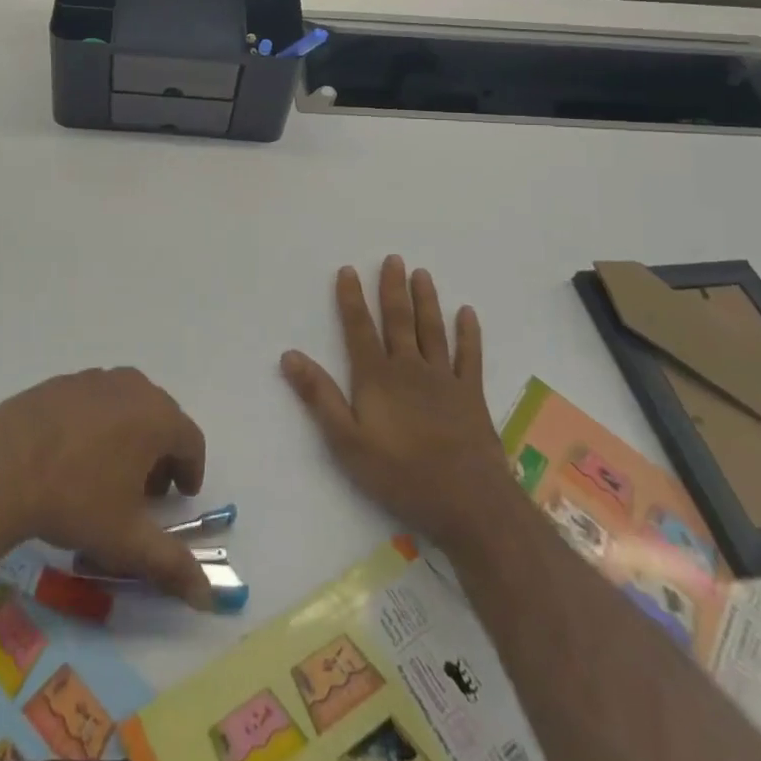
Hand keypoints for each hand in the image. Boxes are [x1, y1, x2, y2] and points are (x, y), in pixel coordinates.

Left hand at [0, 368, 213, 609]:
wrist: (2, 468)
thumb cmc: (75, 500)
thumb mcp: (126, 540)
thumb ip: (172, 565)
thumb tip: (208, 596)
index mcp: (156, 417)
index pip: (191, 440)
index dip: (190, 470)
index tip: (178, 496)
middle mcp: (131, 387)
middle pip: (161, 418)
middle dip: (161, 453)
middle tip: (145, 492)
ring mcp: (94, 379)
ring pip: (127, 405)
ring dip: (130, 436)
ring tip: (109, 474)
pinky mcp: (62, 382)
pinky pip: (94, 401)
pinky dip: (98, 424)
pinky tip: (74, 456)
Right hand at [281, 256, 506, 544]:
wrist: (469, 502)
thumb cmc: (401, 474)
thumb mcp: (346, 442)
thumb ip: (319, 396)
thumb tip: (289, 355)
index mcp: (376, 377)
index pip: (359, 328)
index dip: (351, 298)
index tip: (348, 270)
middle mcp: (409, 368)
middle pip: (398, 320)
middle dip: (392, 288)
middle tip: (393, 258)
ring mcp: (443, 379)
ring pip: (432, 329)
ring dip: (426, 300)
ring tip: (422, 273)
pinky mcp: (471, 395)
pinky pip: (469, 355)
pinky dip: (469, 333)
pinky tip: (467, 312)